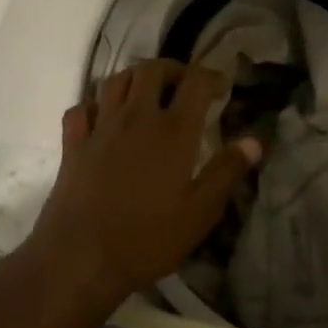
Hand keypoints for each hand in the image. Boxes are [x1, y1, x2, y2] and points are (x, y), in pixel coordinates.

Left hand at [25, 59, 261, 308]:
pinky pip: (81, 108)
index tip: (222, 87)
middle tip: (184, 86)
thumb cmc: (148, 238)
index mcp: (173, 130)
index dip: (212, 76)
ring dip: (135, 78)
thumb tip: (254, 141)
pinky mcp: (73, 144)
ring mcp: (101, 127)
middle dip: (173, 69)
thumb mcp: (200, 212)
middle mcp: (136, 117)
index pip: (196, 81)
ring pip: (116, 80)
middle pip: (152, 69)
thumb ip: (227, 171)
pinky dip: (94, 105)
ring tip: (147, 94)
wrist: (80, 259)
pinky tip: (103, 118)